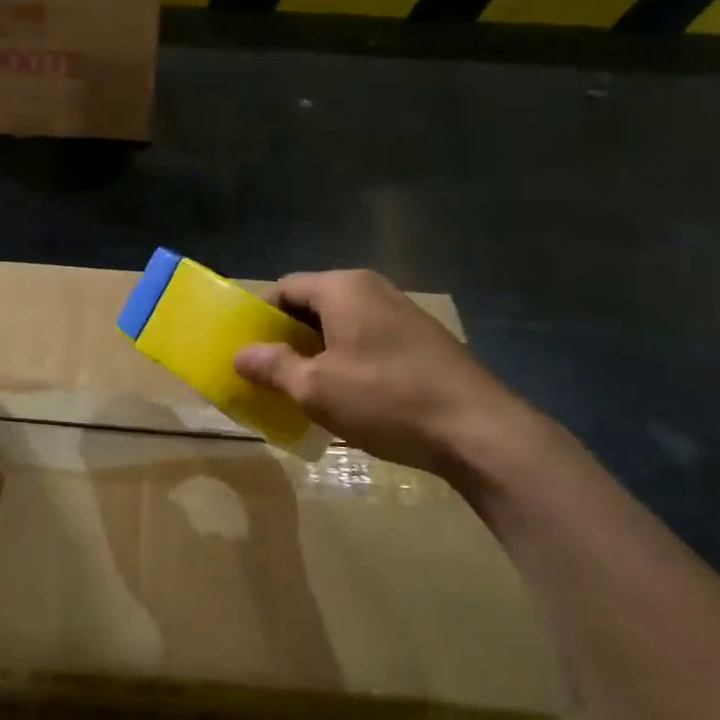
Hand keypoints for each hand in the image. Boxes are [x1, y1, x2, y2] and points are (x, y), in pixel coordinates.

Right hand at [233, 269, 535, 480]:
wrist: (479, 431)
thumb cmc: (387, 400)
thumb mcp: (316, 388)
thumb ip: (273, 366)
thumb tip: (240, 354)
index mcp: (344, 288)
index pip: (285, 287)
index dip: (259, 316)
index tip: (245, 349)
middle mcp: (373, 290)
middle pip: (313, 305)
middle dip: (287, 337)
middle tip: (267, 373)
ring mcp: (402, 314)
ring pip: (342, 325)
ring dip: (316, 352)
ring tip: (301, 389)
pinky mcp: (423, 342)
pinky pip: (368, 341)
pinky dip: (347, 361)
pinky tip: (345, 397)